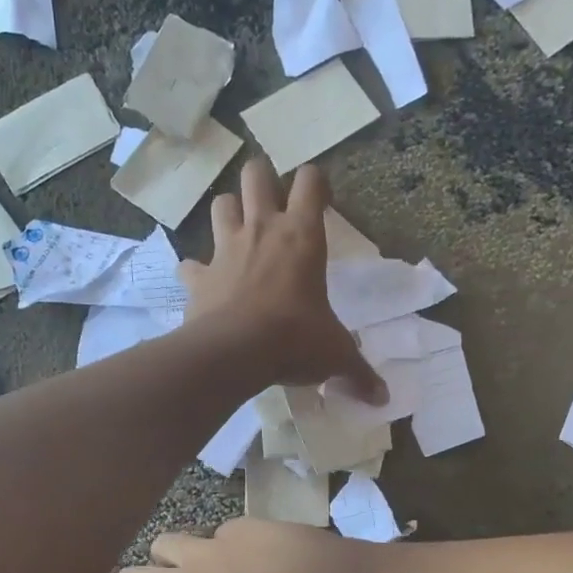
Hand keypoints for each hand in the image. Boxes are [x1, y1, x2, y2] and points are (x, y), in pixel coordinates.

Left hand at [181, 161, 383, 402]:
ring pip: (220, 204)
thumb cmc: (295, 340)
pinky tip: (203, 283)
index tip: (320, 199)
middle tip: (272, 200)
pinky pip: (190, 264)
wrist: (235, 352)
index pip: (311, 181)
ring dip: (229, 212)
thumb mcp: (335, 354)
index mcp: (302, 236)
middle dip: (263, 178)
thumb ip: (358, 372)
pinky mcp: (198, 276)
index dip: (316, 181)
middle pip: (256, 174)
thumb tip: (382, 398)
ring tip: (238, 232)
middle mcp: (261, 230)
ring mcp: (224, 249)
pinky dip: (196, 271)